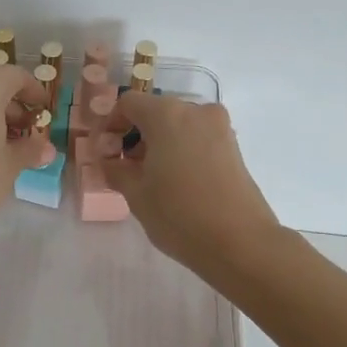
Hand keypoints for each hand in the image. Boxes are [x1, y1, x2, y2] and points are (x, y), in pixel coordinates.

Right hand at [100, 93, 281, 272]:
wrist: (240, 243)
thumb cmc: (179, 214)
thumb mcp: (136, 194)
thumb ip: (116, 169)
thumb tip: (109, 160)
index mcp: (167, 114)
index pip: (128, 103)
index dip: (111, 124)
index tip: (106, 153)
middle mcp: (196, 111)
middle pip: (156, 112)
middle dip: (136, 135)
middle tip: (126, 169)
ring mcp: (219, 127)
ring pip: (179, 125)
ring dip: (160, 143)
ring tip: (152, 179)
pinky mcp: (234, 147)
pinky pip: (198, 138)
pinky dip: (182, 150)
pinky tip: (177, 182)